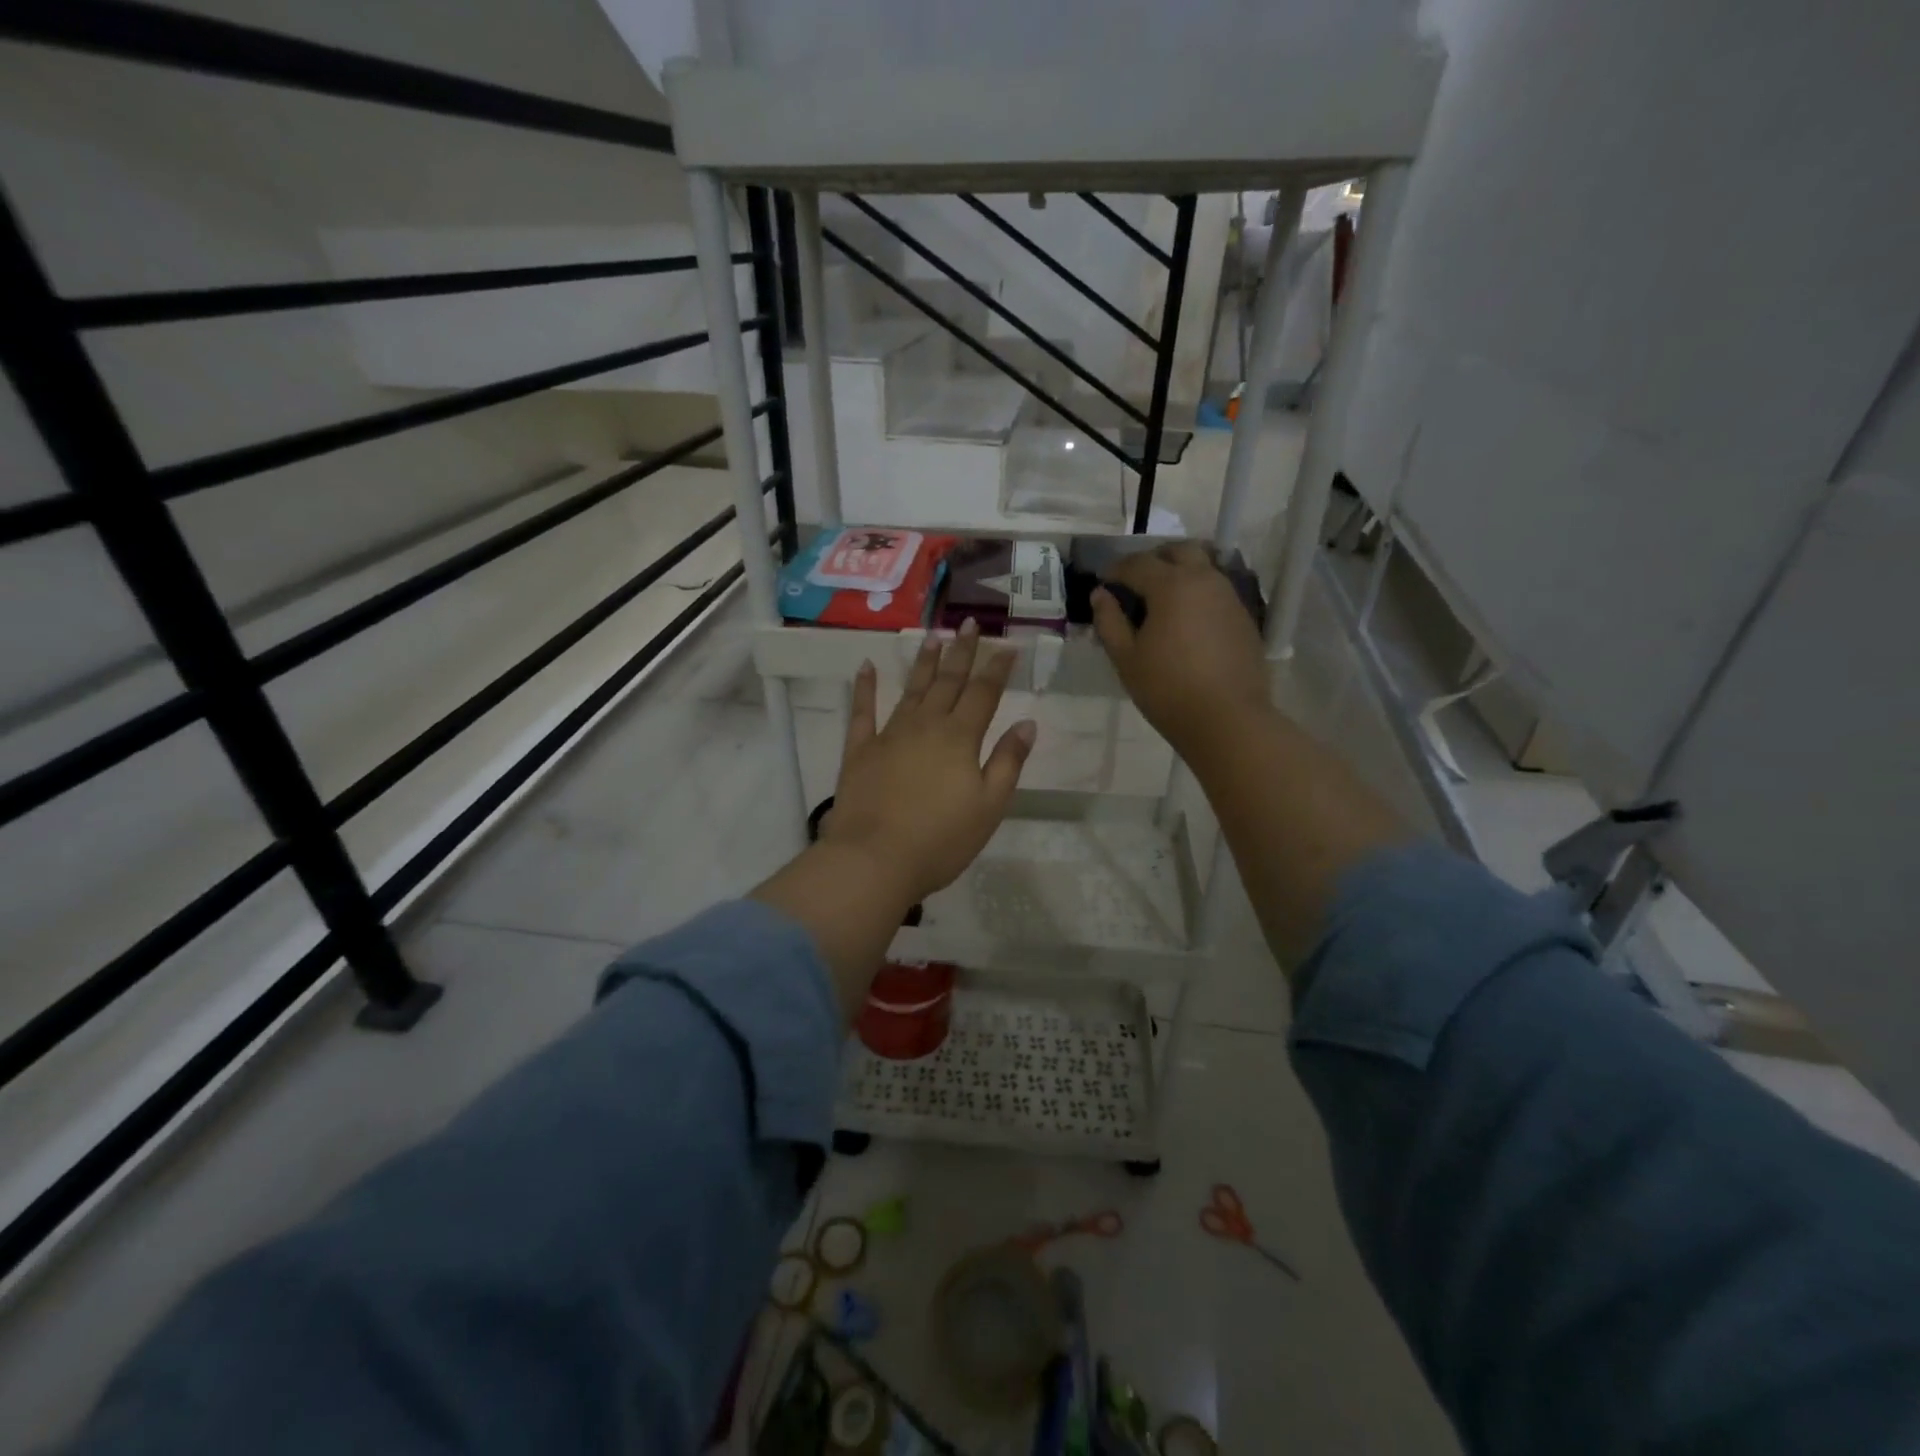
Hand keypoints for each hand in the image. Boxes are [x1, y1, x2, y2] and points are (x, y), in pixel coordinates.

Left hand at [822, 619, 1036, 904]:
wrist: (875, 859)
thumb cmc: (941, 840)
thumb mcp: (989, 806)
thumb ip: (1007, 762)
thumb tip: (1026, 723)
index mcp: (960, 738)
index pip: (983, 694)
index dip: (997, 668)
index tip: (1007, 646)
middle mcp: (925, 726)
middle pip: (948, 682)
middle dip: (962, 652)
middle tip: (970, 624)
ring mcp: (889, 735)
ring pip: (911, 690)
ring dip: (924, 663)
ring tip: (933, 637)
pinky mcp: (859, 750)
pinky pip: (861, 712)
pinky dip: (864, 688)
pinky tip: (865, 667)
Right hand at [1091, 542, 1272, 756]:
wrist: (1228, 719)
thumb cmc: (1167, 689)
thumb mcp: (1126, 658)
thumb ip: (1109, 621)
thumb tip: (1100, 594)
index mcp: (1171, 586)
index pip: (1138, 563)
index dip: (1116, 569)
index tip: (1103, 581)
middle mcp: (1204, 580)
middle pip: (1178, 551)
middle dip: (1153, 559)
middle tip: (1135, 580)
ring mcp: (1229, 597)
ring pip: (1202, 567)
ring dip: (1179, 572)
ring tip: (1161, 600)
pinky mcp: (1243, 617)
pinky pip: (1216, 591)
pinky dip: (1197, 593)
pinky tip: (1186, 620)